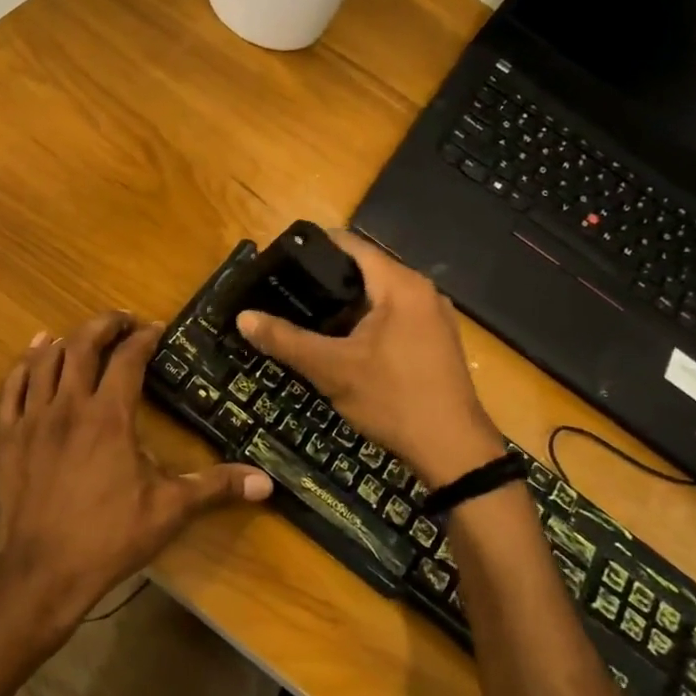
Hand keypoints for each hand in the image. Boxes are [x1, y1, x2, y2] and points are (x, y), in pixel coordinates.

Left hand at [0, 311, 271, 630]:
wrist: (41, 573)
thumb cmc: (108, 538)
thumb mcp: (169, 512)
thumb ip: (215, 487)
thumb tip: (266, 482)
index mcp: (109, 416)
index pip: (127, 358)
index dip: (144, 337)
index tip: (157, 329)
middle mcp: (68, 406)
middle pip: (82, 345)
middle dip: (104, 325)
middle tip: (122, 321)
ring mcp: (31, 419)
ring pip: (44, 360)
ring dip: (64, 340)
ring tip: (80, 336)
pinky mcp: (6, 437)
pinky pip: (11, 387)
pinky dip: (24, 365)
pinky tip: (33, 356)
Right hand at [237, 231, 503, 489]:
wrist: (452, 450)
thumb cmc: (392, 399)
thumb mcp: (331, 369)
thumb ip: (286, 340)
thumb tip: (244, 317)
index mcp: (400, 285)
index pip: (351, 244)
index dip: (313, 246)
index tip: (280, 258)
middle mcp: (422, 290)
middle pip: (365, 270)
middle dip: (325, 279)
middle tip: (285, 290)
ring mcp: (433, 316)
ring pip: (379, 296)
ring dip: (345, 304)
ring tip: (305, 314)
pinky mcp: (436, 340)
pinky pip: (394, 316)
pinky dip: (366, 321)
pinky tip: (341, 341)